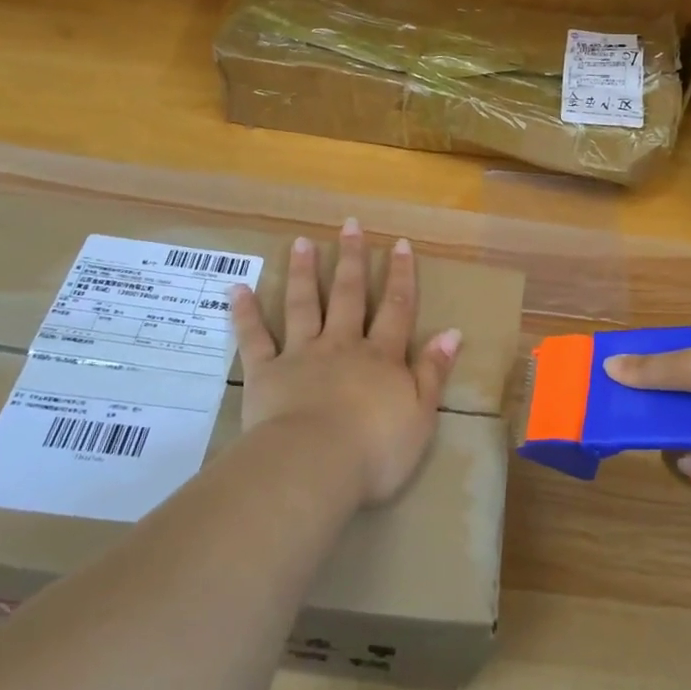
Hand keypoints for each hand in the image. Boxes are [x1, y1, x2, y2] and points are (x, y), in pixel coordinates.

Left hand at [230, 217, 461, 506]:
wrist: (315, 464)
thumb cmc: (376, 448)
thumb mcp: (421, 414)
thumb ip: (434, 372)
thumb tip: (452, 332)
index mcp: (381, 357)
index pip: (397, 309)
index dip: (401, 276)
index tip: (399, 243)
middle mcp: (342, 345)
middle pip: (349, 295)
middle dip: (351, 259)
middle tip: (350, 225)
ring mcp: (301, 355)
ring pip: (303, 305)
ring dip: (303, 272)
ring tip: (302, 242)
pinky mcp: (265, 372)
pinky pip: (254, 338)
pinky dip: (245, 313)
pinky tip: (237, 289)